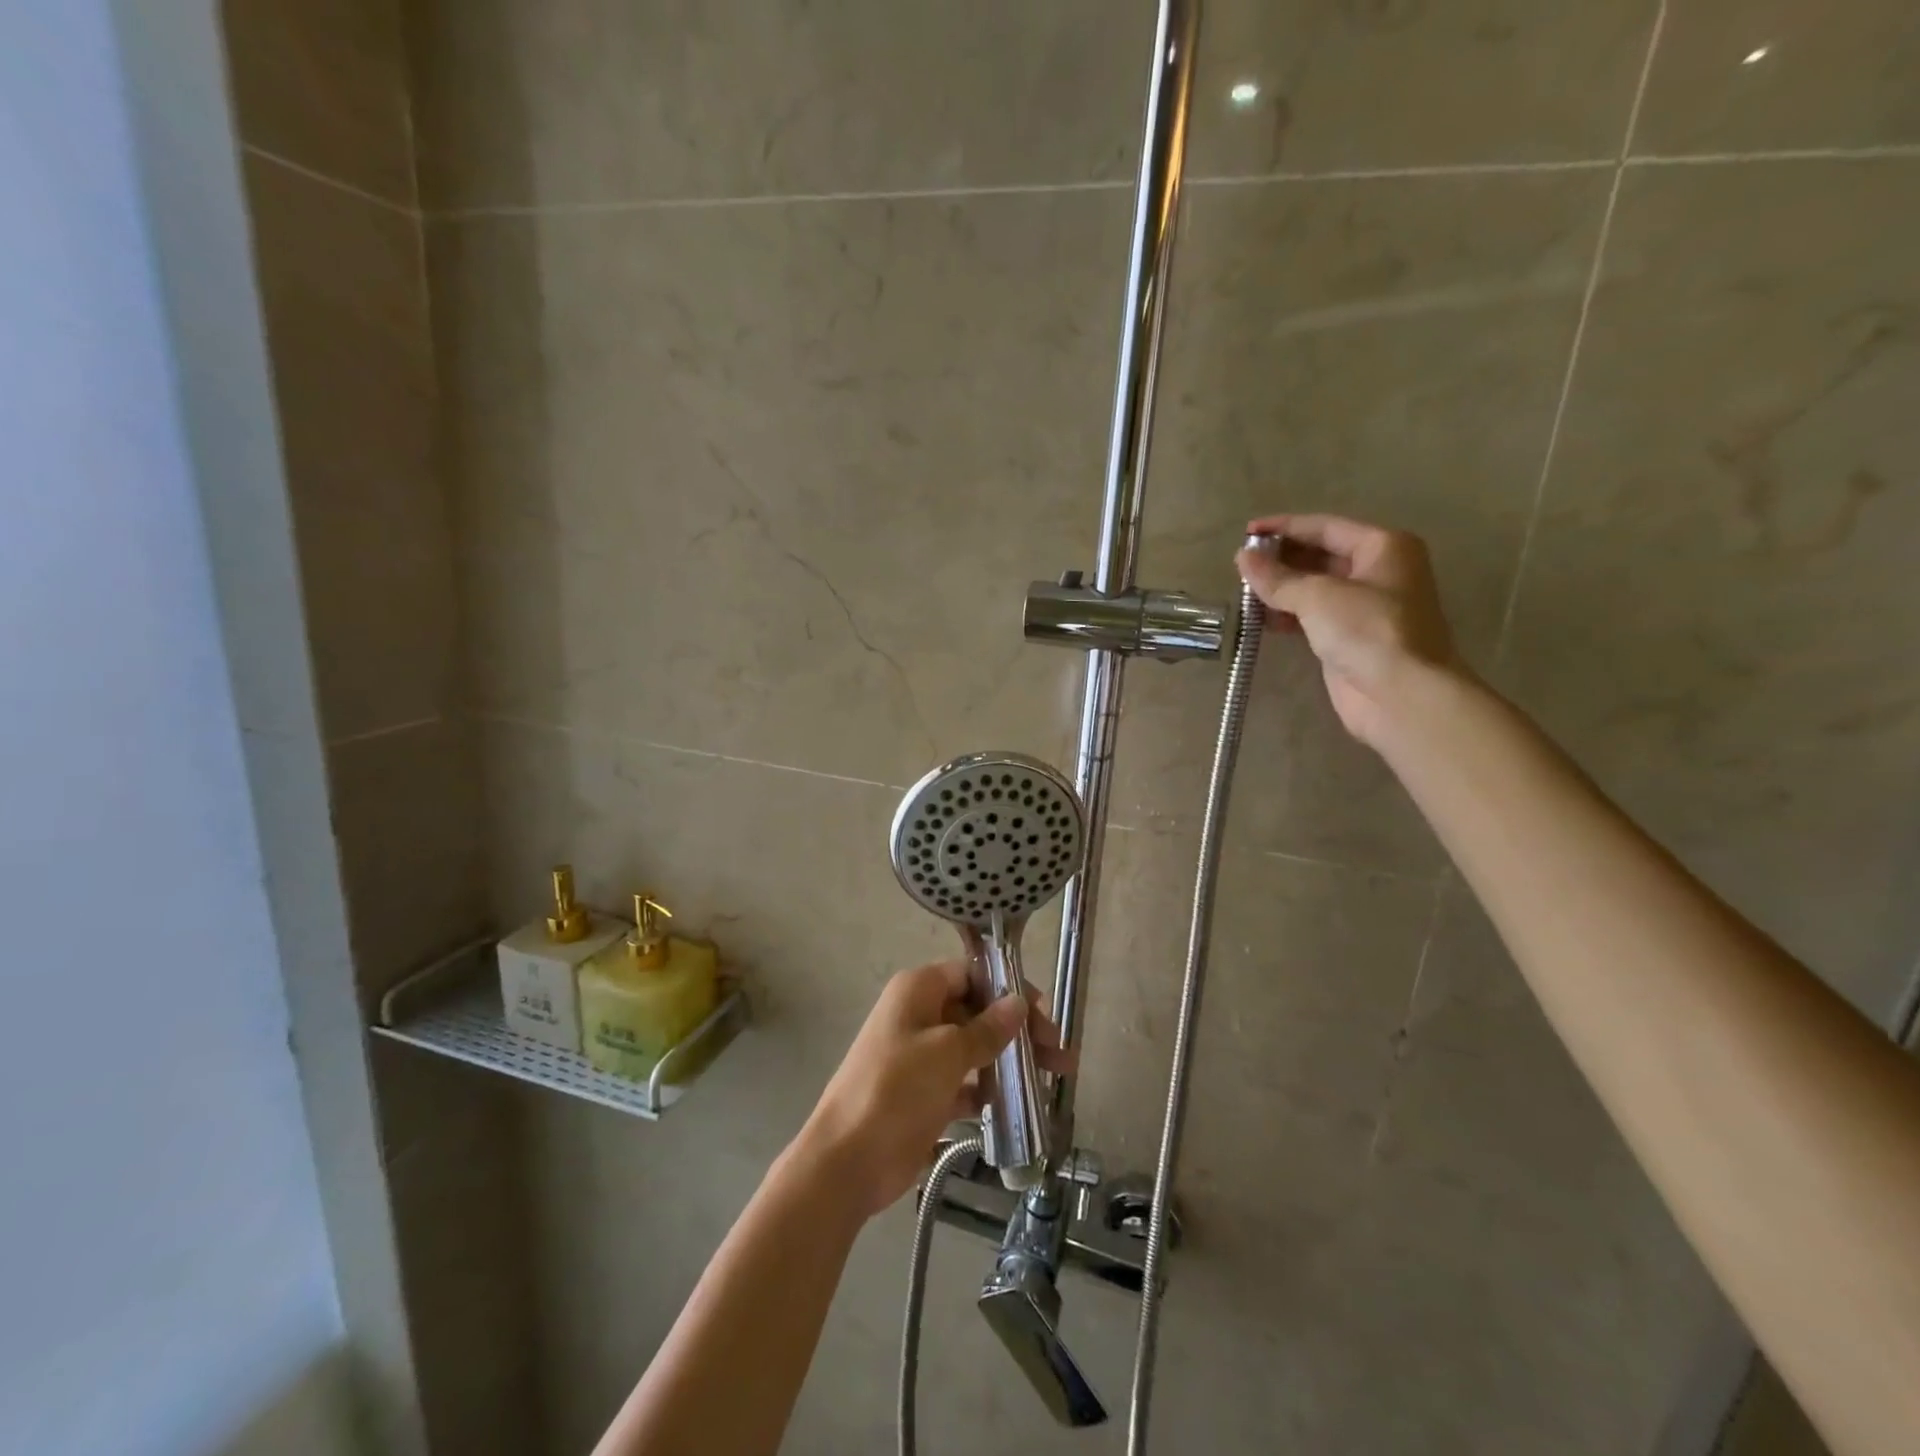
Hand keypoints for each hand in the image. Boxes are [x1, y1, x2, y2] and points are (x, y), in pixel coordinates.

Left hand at [796, 962, 1073, 1220]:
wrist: (847, 1161)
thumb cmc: (895, 1090)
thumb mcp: (947, 1053)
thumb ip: (987, 1029)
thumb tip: (1018, 1003)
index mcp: (919, 990)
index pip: (972, 974)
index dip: (1008, 989)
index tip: (1042, 1013)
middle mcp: (920, 1015)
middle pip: (978, 1011)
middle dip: (1018, 1030)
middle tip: (1059, 1054)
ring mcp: (921, 1056)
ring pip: (975, 1048)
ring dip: (1010, 1061)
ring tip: (1052, 1079)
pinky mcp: (925, 1094)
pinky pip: (965, 1082)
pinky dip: (988, 1090)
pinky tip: (1016, 1106)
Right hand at [1236, 513, 1463, 747]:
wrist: (1401, 695)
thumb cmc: (1368, 631)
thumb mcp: (1317, 596)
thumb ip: (1277, 577)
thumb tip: (1242, 559)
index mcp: (1383, 547)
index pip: (1324, 527)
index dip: (1283, 527)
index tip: (1246, 533)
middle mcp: (1379, 571)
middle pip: (1321, 555)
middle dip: (1281, 559)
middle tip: (1242, 566)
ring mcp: (1365, 607)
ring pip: (1315, 587)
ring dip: (1281, 588)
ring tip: (1245, 592)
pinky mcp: (1351, 638)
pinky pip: (1313, 616)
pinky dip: (1288, 614)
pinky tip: (1262, 619)